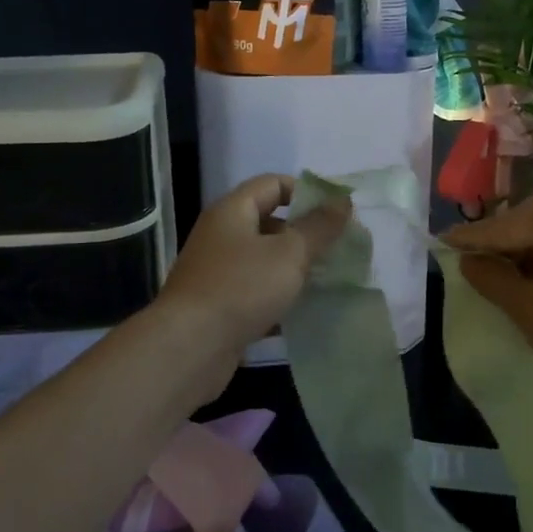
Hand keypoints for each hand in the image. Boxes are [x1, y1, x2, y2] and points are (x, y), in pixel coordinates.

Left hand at [159, 174, 350, 354]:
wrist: (190, 348)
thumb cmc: (241, 288)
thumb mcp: (289, 253)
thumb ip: (319, 227)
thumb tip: (342, 200)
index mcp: (232, 211)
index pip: (273, 184)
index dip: (307, 192)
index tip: (337, 212)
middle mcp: (221, 236)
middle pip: (269, 222)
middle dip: (305, 234)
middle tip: (339, 248)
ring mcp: (217, 272)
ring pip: (264, 261)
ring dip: (295, 268)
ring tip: (329, 279)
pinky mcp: (219, 306)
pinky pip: (256, 292)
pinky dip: (279, 298)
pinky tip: (306, 311)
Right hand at [444, 196, 532, 404]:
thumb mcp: (527, 308)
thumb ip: (491, 278)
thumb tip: (469, 261)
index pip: (504, 225)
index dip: (470, 237)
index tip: (442, 241)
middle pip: (531, 220)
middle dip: (501, 240)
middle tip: (472, 258)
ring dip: (529, 247)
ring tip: (506, 271)